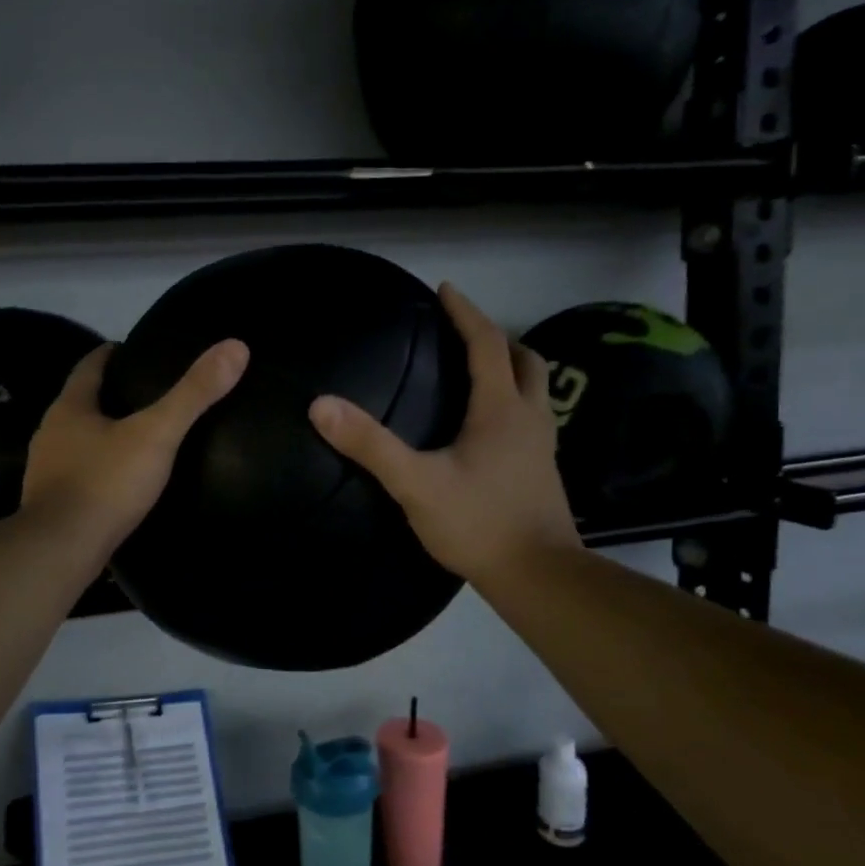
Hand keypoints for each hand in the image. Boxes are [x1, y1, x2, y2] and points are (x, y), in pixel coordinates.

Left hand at [23, 338, 248, 551]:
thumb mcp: (156, 434)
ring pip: (77, 441)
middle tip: (146, 393)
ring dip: (101, 434)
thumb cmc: (105, 484)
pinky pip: (78, 474)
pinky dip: (98, 469)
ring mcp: (46, 471)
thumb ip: (193, 394)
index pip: (89, 367)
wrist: (60, 551)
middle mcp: (50, 433)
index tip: (133, 350)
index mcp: (69, 408)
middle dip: (109, 395)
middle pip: (80, 403)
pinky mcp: (51, 504)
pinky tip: (120, 480)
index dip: (110, 354)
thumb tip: (235, 347)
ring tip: (138, 436)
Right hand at [308, 283, 578, 582]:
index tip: (445, 289)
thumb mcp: (415, 483)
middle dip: (496, 337)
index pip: (487, 344)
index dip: (466, 313)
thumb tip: (322, 405)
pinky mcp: (542, 470)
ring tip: (478, 372)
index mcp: (501, 409)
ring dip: (510, 369)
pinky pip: (531, 417)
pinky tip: (488, 427)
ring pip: (534, 389)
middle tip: (465, 333)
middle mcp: (529, 418)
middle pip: (524, 360)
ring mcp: (542, 445)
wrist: (538, 575)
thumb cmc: (478, 523)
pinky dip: (512, 402)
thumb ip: (370, 445)